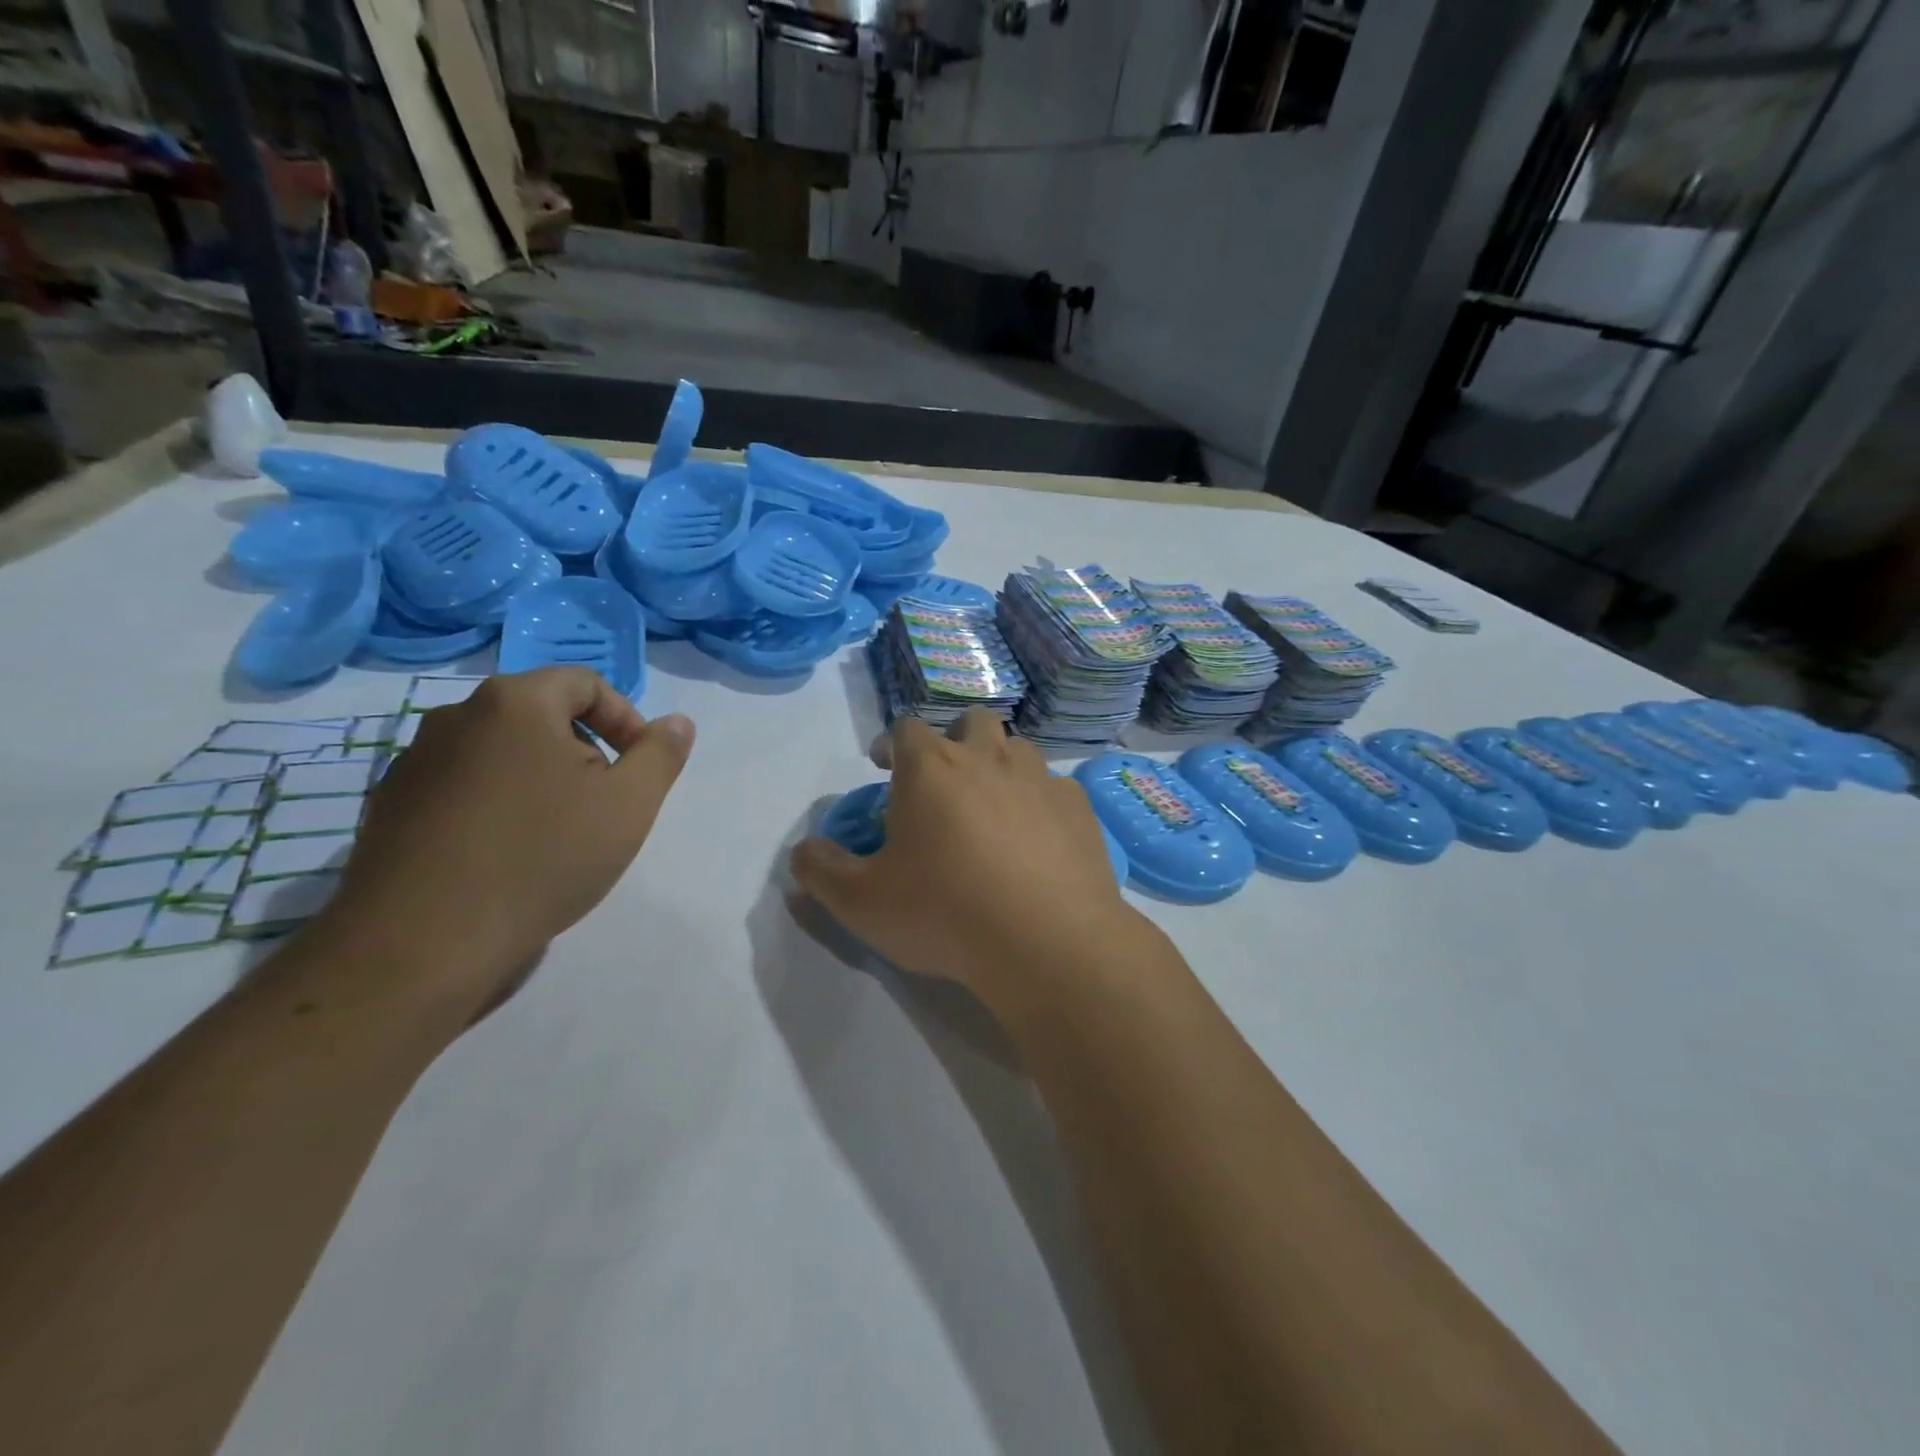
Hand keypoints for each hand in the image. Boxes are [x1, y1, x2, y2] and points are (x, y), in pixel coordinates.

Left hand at [321, 668, 694, 1021]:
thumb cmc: (543, 857)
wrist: (424, 943)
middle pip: (540, 716)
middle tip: (603, 805)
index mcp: (514, 703)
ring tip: (557, 835)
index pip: (584, 683)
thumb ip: (661, 754)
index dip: (624, 719)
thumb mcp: (630, 804)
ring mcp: (414, 763)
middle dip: (584, 752)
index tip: (637, 768)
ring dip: (539, 780)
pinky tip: (507, 856)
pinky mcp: (389, 809)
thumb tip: (677, 722)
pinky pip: (462, 789)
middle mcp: (455, 717)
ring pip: (500, 754)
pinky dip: (496, 806)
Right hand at [790, 709, 1144, 1013]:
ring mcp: (1040, 778)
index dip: (890, 743)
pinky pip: (1054, 788)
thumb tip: (803, 852)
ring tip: (992, 809)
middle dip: (954, 740)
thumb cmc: (945, 913)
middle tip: (945, 781)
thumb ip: (821, 871)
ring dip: (1000, 766)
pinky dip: (1039, 802)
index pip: (906, 729)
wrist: (1047, 941)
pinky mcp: (1078, 807)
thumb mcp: (862, 903)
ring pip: (1017, 749)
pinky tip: (1037, 840)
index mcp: (932, 768)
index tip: (883, 766)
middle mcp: (988, 757)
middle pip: (971, 722)